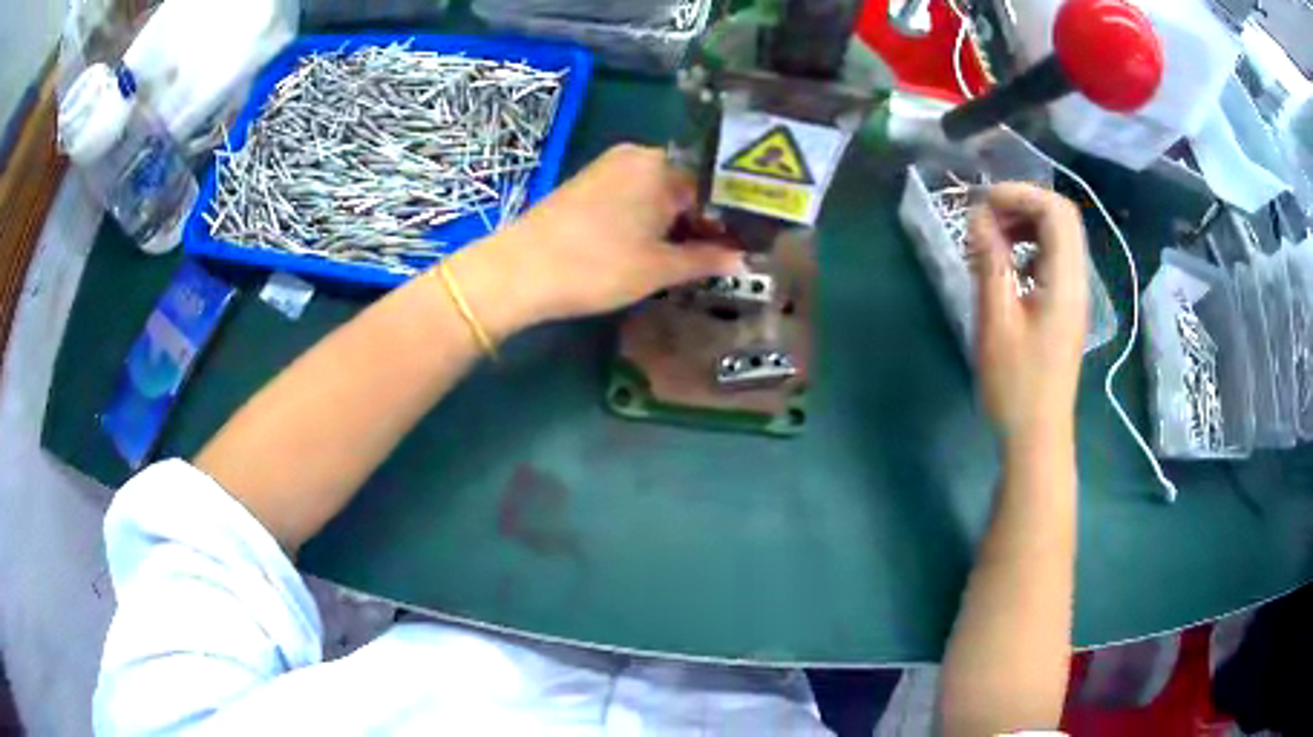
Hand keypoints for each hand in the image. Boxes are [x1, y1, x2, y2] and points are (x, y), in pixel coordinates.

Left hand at [472, 144, 741, 329]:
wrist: (518, 271)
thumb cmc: (597, 266)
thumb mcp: (658, 268)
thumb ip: (705, 260)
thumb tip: (743, 260)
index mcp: (661, 165)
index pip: (713, 185)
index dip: (729, 219)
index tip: (741, 247)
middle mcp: (636, 155)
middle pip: (685, 185)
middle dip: (701, 220)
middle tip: (715, 257)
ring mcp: (607, 167)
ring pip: (657, 191)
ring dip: (674, 221)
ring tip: (686, 257)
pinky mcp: (585, 184)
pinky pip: (632, 194)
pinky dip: (647, 217)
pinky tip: (649, 246)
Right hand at [970, 184, 1088, 443]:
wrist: (1037, 436)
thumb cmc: (1015, 385)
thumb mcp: (996, 321)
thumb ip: (989, 262)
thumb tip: (977, 216)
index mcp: (1065, 282)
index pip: (1056, 211)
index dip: (1020, 194)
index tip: (983, 204)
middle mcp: (1077, 281)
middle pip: (1061, 218)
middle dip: (1022, 205)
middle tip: (985, 219)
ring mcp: (1074, 295)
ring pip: (1058, 237)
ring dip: (1025, 225)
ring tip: (991, 240)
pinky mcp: (1065, 308)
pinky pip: (1052, 260)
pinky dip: (1028, 248)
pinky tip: (1006, 267)